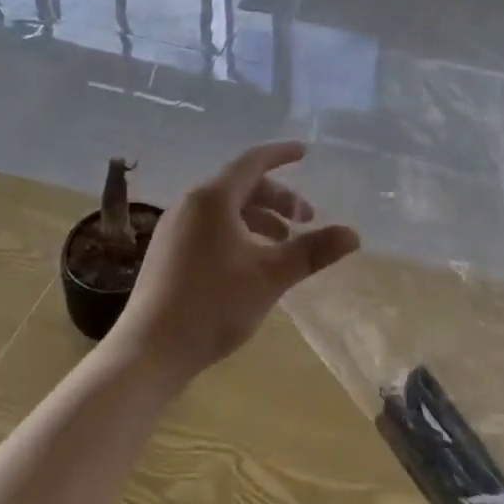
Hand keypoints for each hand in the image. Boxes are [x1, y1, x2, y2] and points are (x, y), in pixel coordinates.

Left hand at [108, 142, 358, 381]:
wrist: (149, 350)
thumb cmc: (213, 305)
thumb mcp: (270, 277)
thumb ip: (312, 252)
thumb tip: (354, 235)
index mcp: (213, 198)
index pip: (253, 161)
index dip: (281, 154)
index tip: (305, 153)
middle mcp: (190, 203)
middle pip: (240, 186)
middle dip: (277, 198)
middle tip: (306, 221)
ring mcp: (174, 228)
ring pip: (225, 208)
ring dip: (258, 218)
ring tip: (283, 245)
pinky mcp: (167, 251)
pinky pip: (210, 226)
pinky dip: (238, 231)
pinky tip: (251, 262)